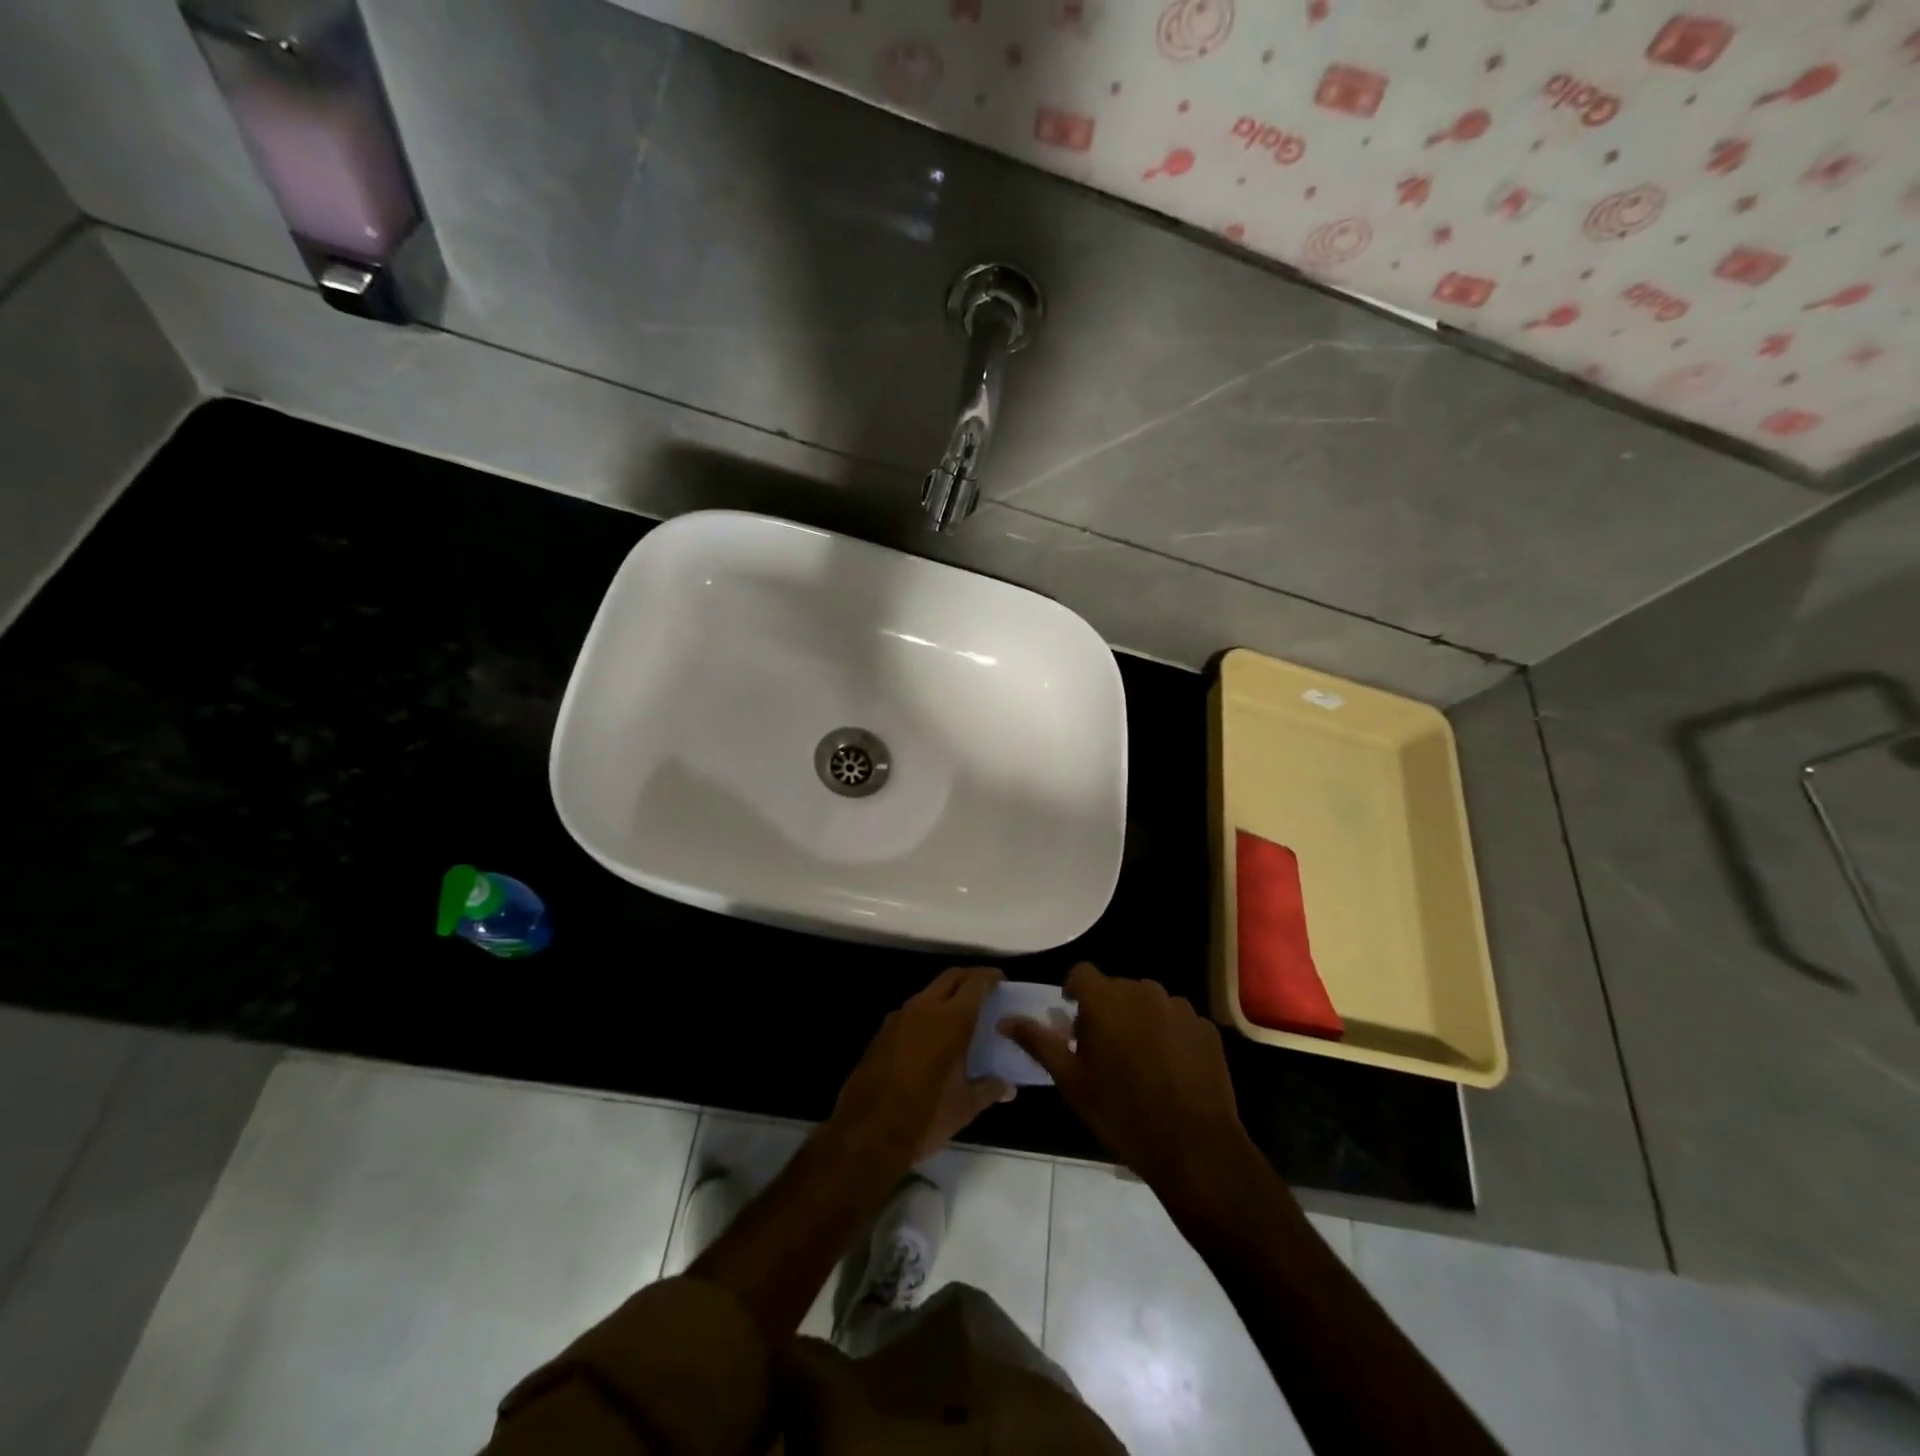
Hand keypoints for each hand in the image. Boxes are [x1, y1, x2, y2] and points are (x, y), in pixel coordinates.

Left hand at [830, 966, 1013, 1170]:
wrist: (867, 1132)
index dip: (990, 977)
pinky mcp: (882, 1031)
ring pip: (929, 992)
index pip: (975, 982)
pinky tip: (932, 1037)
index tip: (1001, 980)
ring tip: (960, 1015)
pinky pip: (911, 1011)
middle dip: (969, 977)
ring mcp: (899, 1017)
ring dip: (946, 995)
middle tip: (984, 990)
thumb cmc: (925, 1116)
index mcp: (951, 1020)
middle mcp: (924, 1008)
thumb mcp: (965, 1106)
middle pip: (950, 977)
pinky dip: (927, 1013)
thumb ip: (989, 1089)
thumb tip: (1009, 1087)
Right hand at [1001, 962, 1251, 1200]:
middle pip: (1116, 988)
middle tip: (1103, 1049)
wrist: (1195, 1147)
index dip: (1073, 991)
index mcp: (1106, 999)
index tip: (1072, 1020)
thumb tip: (1005, 1020)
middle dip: (1106, 1009)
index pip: (1081, 973)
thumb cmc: (1122, 1113)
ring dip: (1138, 1019)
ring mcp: (1179, 1007)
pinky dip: (1169, 1034)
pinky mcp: (1206, 1026)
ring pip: (1148, 1002)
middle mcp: (1143, 991)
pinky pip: (1177, 1020)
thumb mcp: (1071, 1081)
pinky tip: (1170, 1069)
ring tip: (1139, 1060)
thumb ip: (1038, 1042)